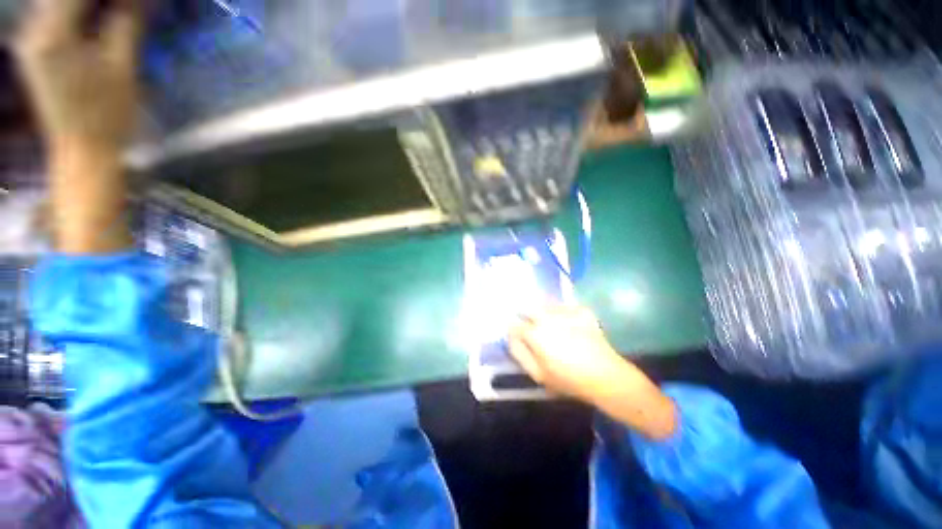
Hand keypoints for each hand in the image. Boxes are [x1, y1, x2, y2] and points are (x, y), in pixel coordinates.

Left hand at [12, 0, 140, 253]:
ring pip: (56, 3)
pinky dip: (76, 12)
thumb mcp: (123, 68)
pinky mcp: (35, 51)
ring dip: (86, 6)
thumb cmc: (107, 116)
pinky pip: (52, 15)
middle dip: (96, 0)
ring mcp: (30, 41)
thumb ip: (126, 23)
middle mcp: (33, 31)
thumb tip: (138, 1)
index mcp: (53, 34)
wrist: (83, 152)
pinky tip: (95, 18)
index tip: (133, 3)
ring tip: (113, 12)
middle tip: (125, 7)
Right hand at [509, 306, 677, 439]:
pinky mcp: (581, 310)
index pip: (514, 324)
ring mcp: (566, 311)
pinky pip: (564, 307)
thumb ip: (519, 353)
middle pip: (528, 307)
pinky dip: (562, 313)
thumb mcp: (538, 374)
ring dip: (543, 313)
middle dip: (525, 315)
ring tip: (551, 325)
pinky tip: (568, 325)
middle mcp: (547, 317)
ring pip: (545, 305)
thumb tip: (510, 337)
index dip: (512, 328)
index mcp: (535, 334)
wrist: (606, 376)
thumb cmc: (568, 379)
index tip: (516, 333)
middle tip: (532, 326)